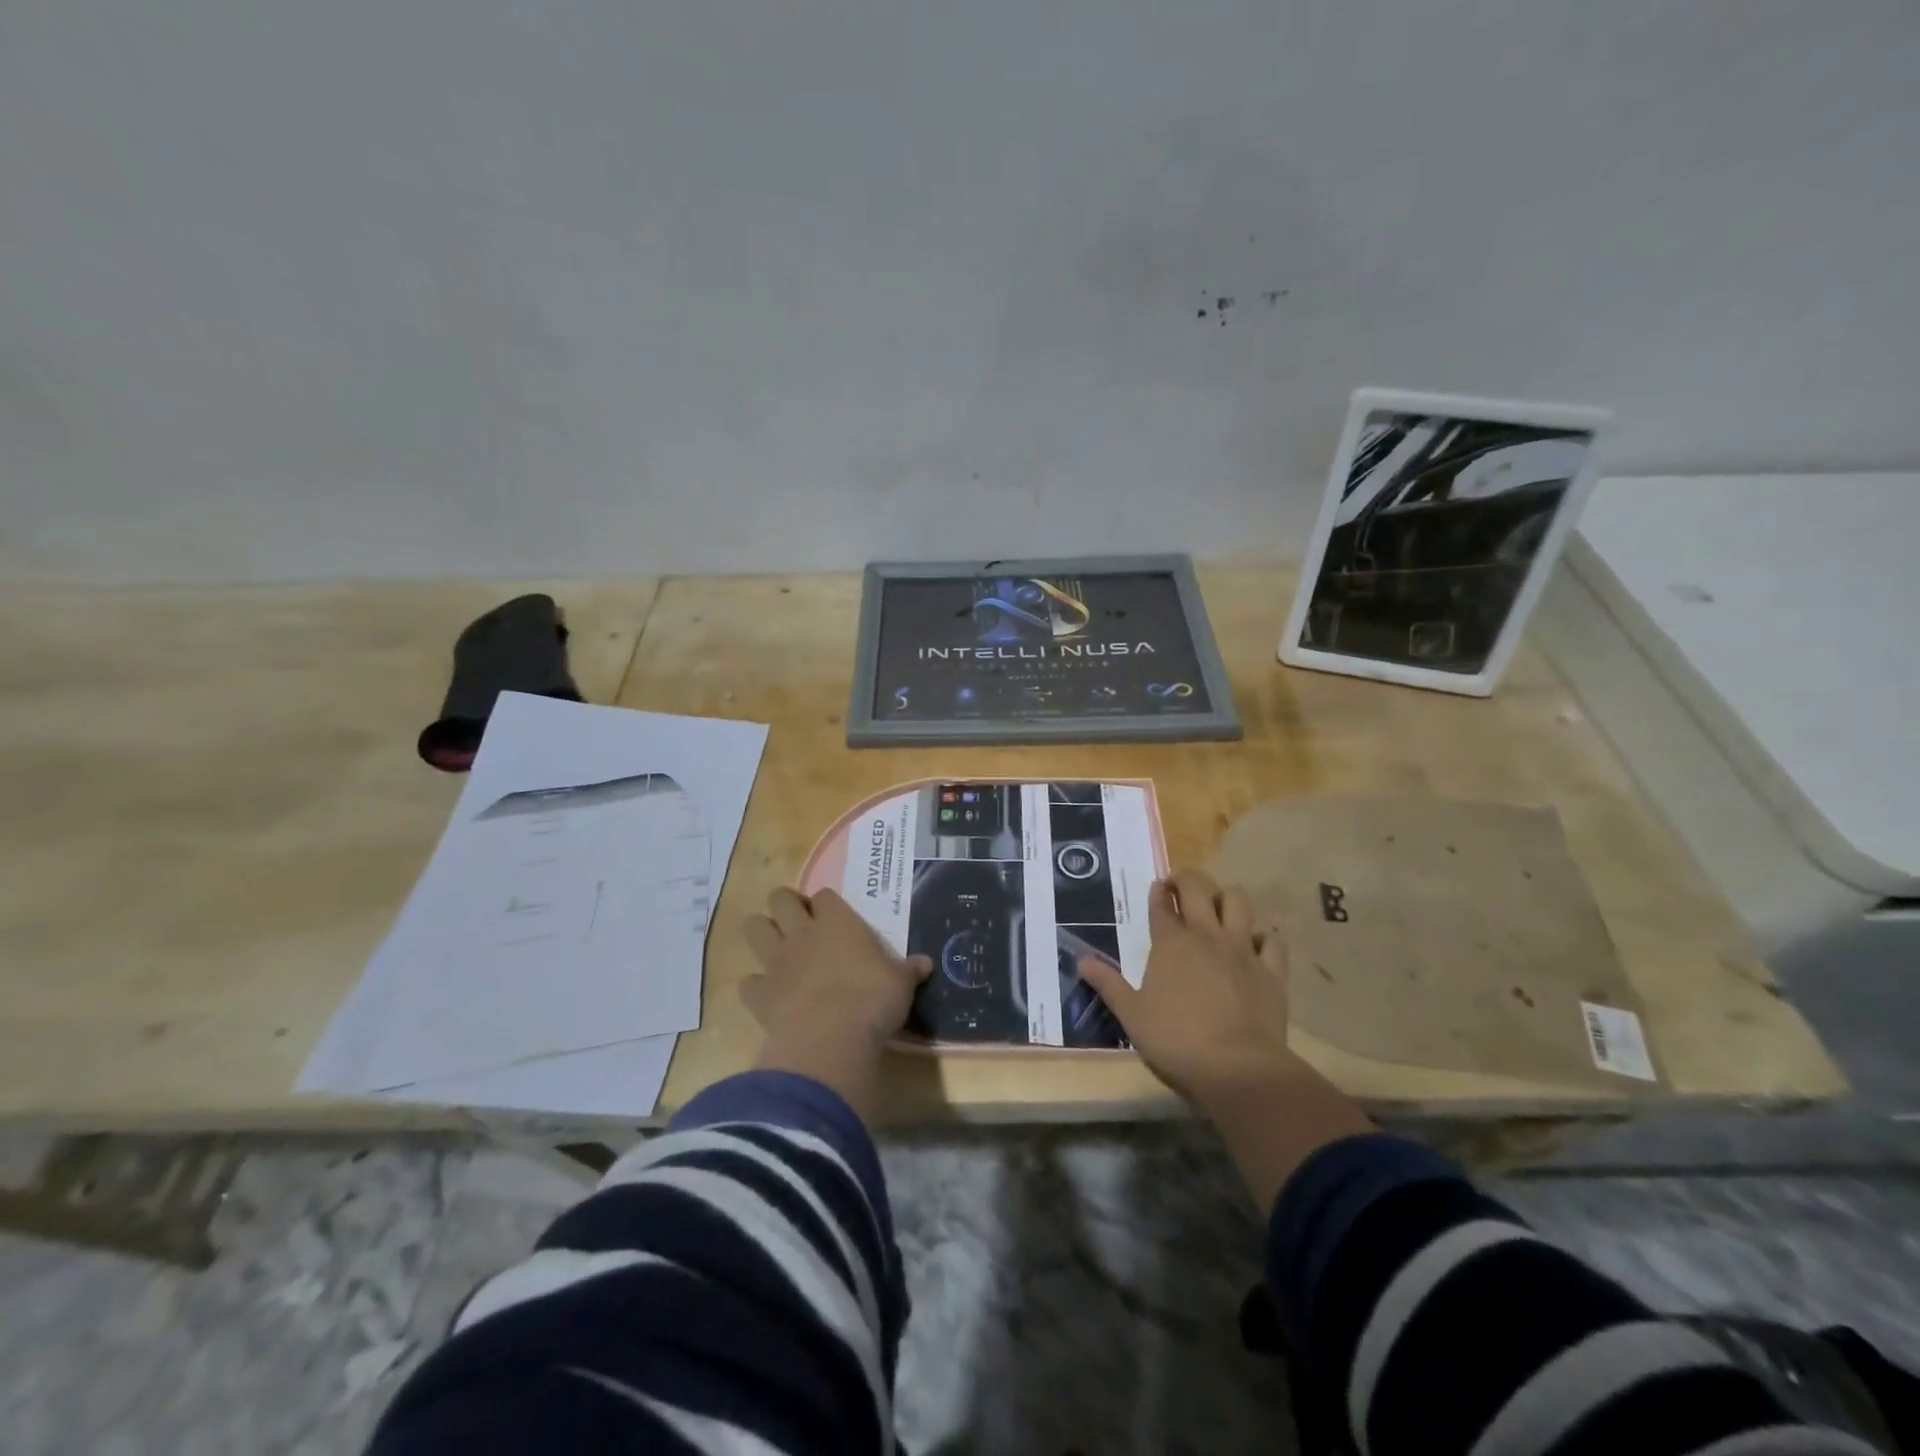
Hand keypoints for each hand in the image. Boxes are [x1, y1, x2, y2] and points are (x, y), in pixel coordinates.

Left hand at [741, 887, 931, 1120]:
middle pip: (779, 898)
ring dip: (761, 933)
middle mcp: (802, 933)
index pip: (825, 895)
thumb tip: (925, 963)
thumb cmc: (873, 1000)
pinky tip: (767, 994)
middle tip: (798, 922)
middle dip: (785, 904)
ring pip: (753, 928)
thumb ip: (909, 970)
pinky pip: (748, 982)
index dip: (826, 903)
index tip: (833, 916)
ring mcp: (777, 961)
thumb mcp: (901, 984)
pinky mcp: (760, 994)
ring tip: (775, 947)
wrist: (831, 1038)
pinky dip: (754, 986)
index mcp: (838, 922)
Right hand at [1077, 868, 1296, 1100]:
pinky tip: (1254, 944)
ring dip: (1226, 898)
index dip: (1158, 892)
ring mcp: (1242, 950)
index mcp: (1170, 943)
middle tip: (1180, 888)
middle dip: (1187, 879)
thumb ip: (1108, 984)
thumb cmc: (1175, 1040)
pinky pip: (1271, 940)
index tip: (1157, 889)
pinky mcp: (1271, 970)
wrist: (1237, 1067)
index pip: (1161, 905)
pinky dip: (1262, 937)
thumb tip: (1082, 961)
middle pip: (1198, 888)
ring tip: (1218, 909)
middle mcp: (1206, 935)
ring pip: (1238, 901)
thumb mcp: (1131, 1014)